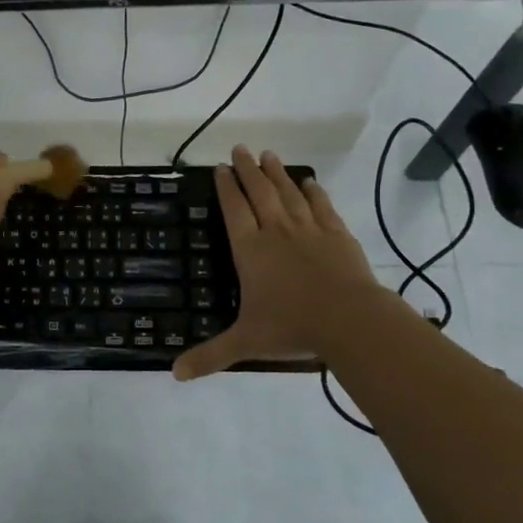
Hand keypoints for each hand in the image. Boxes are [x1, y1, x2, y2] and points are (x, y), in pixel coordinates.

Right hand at [173, 145, 384, 379]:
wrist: (349, 320)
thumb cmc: (292, 327)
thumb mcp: (245, 343)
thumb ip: (210, 356)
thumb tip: (174, 374)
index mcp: (250, 251)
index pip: (233, 210)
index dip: (225, 188)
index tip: (219, 168)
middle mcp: (276, 232)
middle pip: (259, 193)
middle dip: (247, 170)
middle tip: (239, 149)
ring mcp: (309, 230)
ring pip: (288, 193)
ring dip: (276, 173)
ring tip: (267, 154)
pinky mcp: (337, 234)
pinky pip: (322, 206)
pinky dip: (313, 191)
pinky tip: (308, 181)